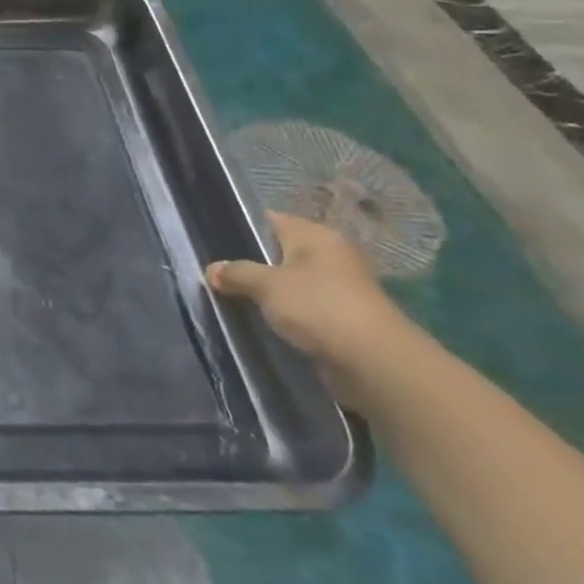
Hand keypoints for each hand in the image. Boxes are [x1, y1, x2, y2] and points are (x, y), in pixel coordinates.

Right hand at [206, 212, 409, 405]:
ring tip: (228, 298)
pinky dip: (281, 314)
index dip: (237, 227)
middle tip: (213, 273)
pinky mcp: (339, 319)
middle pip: (276, 252)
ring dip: (264, 293)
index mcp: (314, 235)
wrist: (375, 364)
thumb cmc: (318, 308)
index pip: (267, 220)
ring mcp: (337, 288)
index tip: (209, 241)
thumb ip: (236, 273)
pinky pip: (300, 309)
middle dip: (248, 264)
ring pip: (287, 283)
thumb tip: (212, 270)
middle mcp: (328, 255)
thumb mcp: (267, 285)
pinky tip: (257, 321)